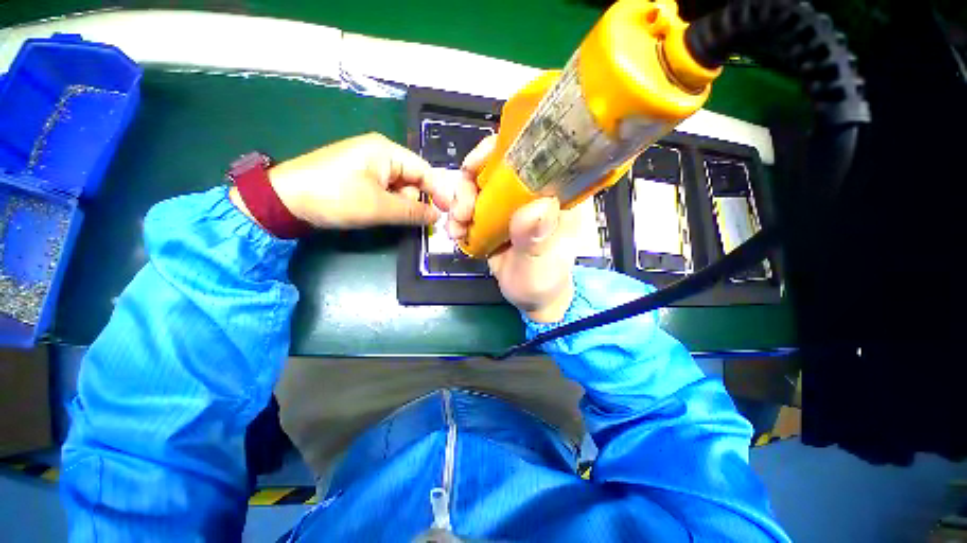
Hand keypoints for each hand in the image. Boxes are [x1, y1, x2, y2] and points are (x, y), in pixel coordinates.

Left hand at [231, 133, 452, 228]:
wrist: (284, 200)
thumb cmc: (336, 197)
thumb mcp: (379, 206)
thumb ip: (413, 211)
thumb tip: (437, 216)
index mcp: (387, 151)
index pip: (424, 171)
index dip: (438, 192)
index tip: (447, 213)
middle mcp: (380, 153)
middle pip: (413, 179)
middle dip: (416, 200)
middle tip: (413, 220)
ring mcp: (368, 164)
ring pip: (399, 187)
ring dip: (401, 204)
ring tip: (388, 216)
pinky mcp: (359, 176)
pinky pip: (385, 190)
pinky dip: (389, 203)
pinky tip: (381, 213)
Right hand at [448, 136, 579, 322]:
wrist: (530, 297)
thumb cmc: (544, 280)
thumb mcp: (543, 263)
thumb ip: (538, 238)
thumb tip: (536, 205)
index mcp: (556, 193)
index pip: (533, 154)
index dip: (501, 150)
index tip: (475, 167)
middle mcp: (531, 191)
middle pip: (495, 165)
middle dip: (470, 182)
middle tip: (462, 212)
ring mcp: (509, 204)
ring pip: (478, 184)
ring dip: (460, 201)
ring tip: (456, 228)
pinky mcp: (493, 216)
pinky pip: (470, 205)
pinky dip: (458, 215)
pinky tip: (455, 233)